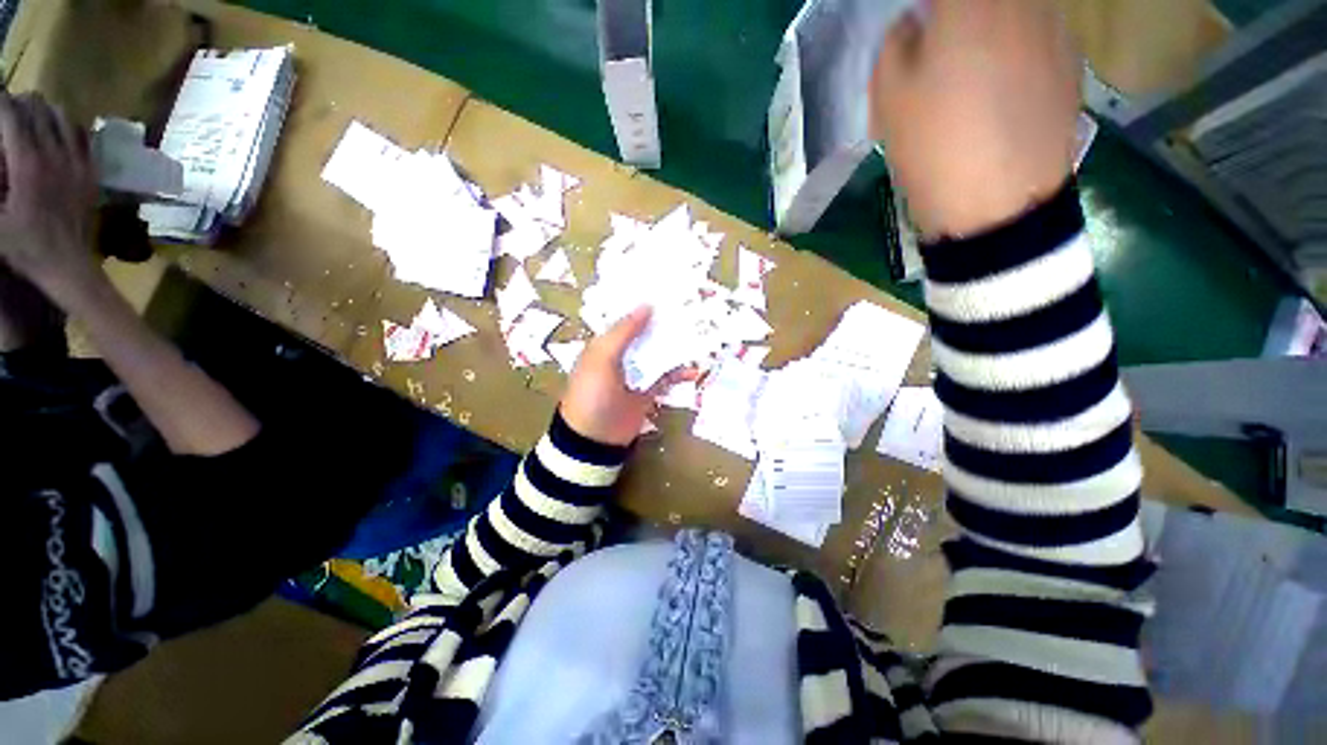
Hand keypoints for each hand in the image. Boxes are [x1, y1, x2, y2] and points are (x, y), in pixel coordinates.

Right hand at [0, 92, 98, 289]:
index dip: (0, 102)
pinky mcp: (90, 173)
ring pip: (63, 118)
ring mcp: (76, 163)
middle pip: (38, 111)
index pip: (11, 116)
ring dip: (46, 111)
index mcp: (26, 162)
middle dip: (21, 104)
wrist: (68, 265)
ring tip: (32, 116)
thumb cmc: (24, 246)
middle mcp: (54, 154)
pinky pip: (83, 137)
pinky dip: (69, 126)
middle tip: (9, 110)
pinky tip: (57, 132)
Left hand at [559, 306, 697, 446]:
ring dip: (676, 346)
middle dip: (666, 323)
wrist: (595, 438)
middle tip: (692, 309)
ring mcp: (637, 373)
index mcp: (606, 342)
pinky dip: (679, 373)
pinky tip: (693, 371)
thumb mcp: (602, 357)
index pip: (627, 317)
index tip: (669, 290)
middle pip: (647, 334)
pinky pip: (666, 377)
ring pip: (659, 353)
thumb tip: (647, 305)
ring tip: (699, 335)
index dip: (644, 304)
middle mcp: (622, 354)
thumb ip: (624, 332)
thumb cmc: (593, 393)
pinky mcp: (649, 390)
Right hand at [870, 0, 1080, 238]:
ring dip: (991, 27)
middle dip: (959, 16)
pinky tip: (1003, 88)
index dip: (928, 9)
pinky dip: (1019, 48)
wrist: (997, 205)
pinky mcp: (1074, 64)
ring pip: (1017, 10)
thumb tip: (915, 25)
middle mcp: (1022, 1)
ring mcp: (1057, 30)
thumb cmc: (934, 147)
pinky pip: (1040, 35)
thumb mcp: (890, 97)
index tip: (917, 23)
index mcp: (970, 3)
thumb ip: (897, 44)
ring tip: (973, 68)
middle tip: (940, 45)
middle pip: (987, 1)